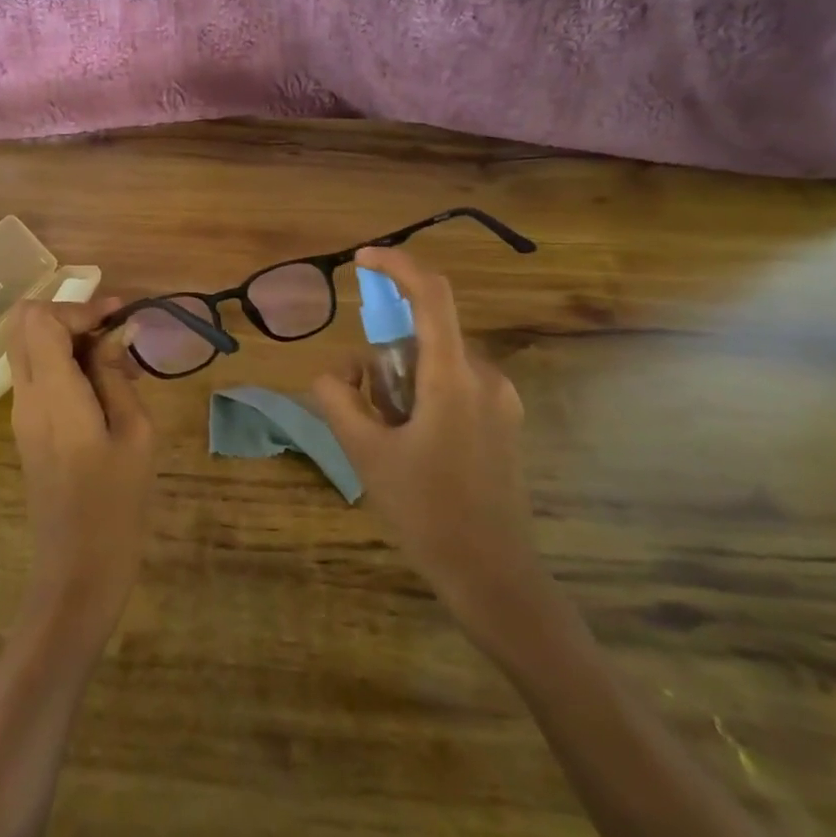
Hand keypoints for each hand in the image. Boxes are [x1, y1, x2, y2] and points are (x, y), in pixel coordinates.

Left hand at [5, 296, 156, 649]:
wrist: (78, 570)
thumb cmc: (116, 504)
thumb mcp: (135, 433)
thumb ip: (117, 376)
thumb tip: (115, 334)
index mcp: (53, 395)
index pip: (41, 320)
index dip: (79, 308)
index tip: (118, 317)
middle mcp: (26, 397)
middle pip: (22, 324)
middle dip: (68, 315)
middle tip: (112, 330)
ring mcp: (21, 414)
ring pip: (27, 346)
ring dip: (66, 337)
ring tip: (115, 360)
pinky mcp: (27, 429)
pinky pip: (36, 373)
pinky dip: (63, 361)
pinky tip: (102, 384)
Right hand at [310, 247, 550, 658]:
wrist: (494, 577)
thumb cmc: (427, 512)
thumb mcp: (365, 454)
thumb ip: (337, 400)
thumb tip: (332, 374)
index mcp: (453, 378)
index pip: (431, 296)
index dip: (397, 266)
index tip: (362, 259)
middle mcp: (485, 377)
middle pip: (423, 337)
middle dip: (383, 357)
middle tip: (360, 405)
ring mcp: (500, 401)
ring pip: (435, 364)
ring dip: (401, 383)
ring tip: (386, 438)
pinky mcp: (504, 423)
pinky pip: (453, 386)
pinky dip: (422, 397)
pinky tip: (412, 445)